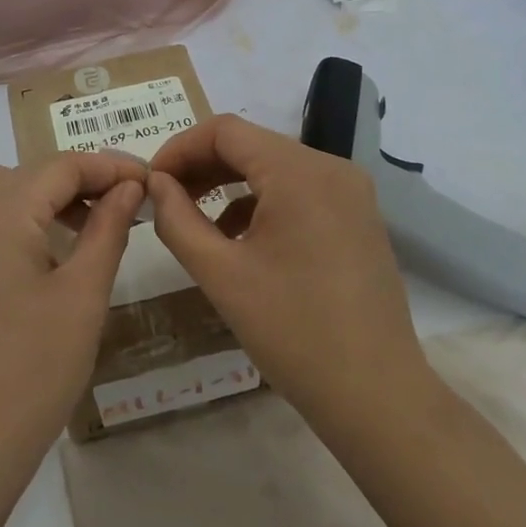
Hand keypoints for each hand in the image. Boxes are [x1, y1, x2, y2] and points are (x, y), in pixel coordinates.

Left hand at [0, 154, 144, 484]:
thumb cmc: (34, 370)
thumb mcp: (83, 296)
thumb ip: (107, 229)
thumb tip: (128, 186)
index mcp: (1, 213)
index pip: (62, 167)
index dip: (109, 167)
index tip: (146, 181)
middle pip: (27, 175)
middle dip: (77, 182)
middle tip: (122, 208)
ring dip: (33, 195)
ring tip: (73, 223)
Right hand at [147, 115, 433, 432]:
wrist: (375, 395)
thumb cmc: (292, 332)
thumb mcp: (220, 274)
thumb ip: (177, 219)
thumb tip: (155, 184)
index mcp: (300, 173)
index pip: (225, 131)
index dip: (179, 148)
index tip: (151, 182)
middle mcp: (331, 168)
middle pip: (251, 145)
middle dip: (201, 166)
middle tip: (164, 199)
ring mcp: (350, 192)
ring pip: (273, 167)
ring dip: (228, 183)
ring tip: (192, 218)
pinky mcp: (357, 217)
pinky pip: (298, 191)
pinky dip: (260, 202)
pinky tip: (236, 238)